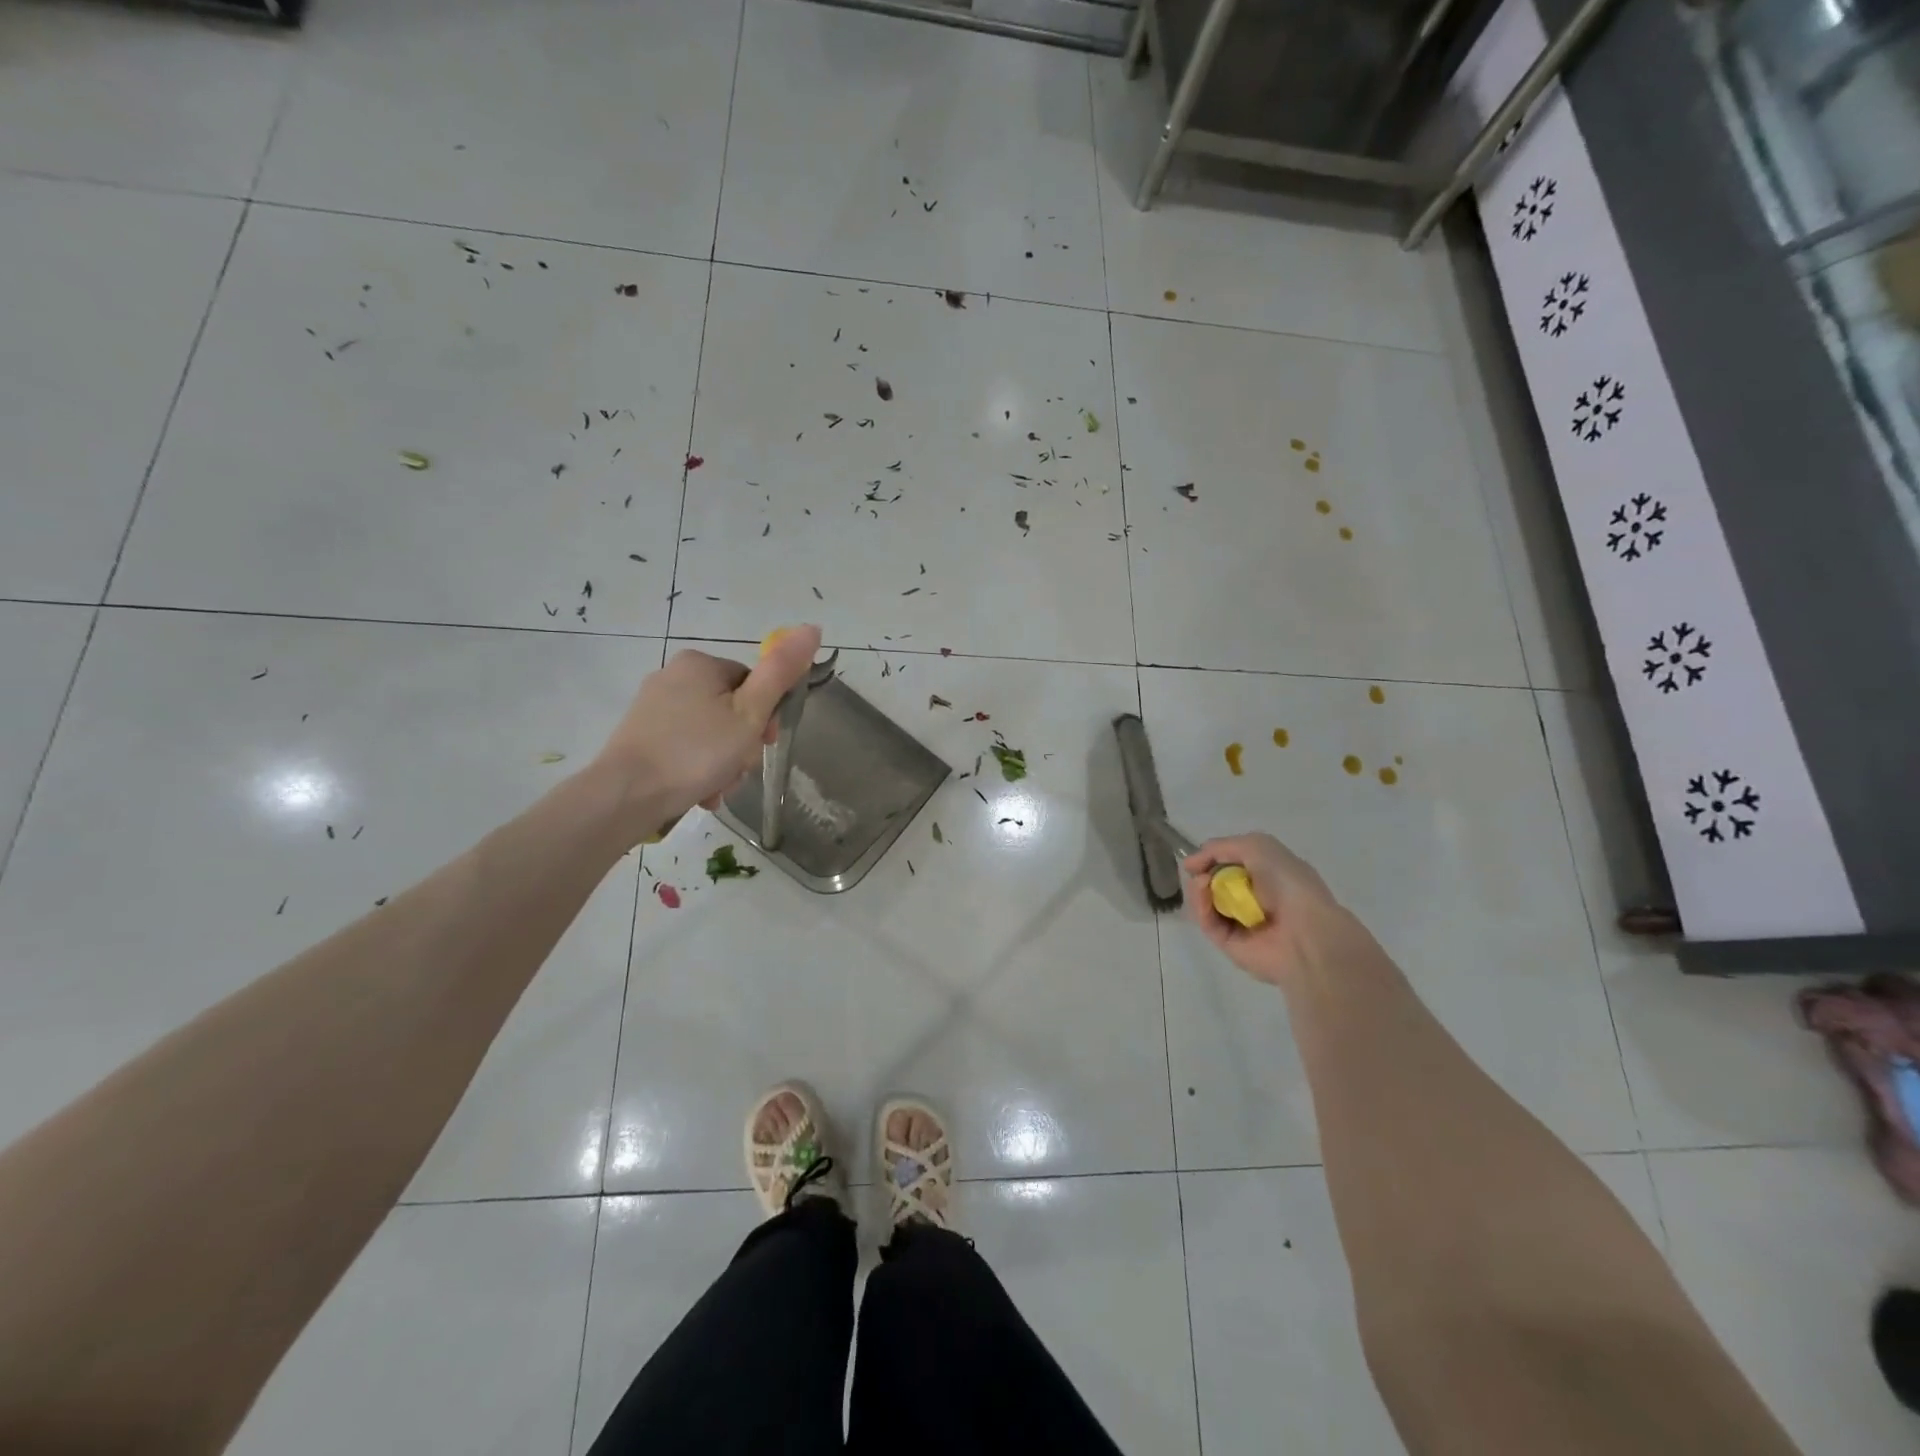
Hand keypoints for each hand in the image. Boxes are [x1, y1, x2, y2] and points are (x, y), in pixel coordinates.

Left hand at [592, 625, 822, 840]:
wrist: (627, 794)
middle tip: (738, 771)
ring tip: (717, 788)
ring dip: (723, 763)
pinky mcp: (641, 735)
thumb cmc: (697, 751)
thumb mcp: (750, 713)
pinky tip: (699, 792)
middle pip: (731, 711)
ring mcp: (653, 707)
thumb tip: (812, 628)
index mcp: (700, 663)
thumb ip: (781, 672)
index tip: (764, 744)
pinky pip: (685, 748)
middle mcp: (673, 676)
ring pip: (710, 734)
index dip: (766, 717)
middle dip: (741, 746)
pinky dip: (698, 769)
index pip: (753, 684)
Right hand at [1183, 833, 1344, 986]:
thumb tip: (1190, 863)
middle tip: (1197, 871)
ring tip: (1201, 882)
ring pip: (1206, 903)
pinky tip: (1203, 894)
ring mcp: (1241, 923)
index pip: (1230, 865)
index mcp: (1268, 876)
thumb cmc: (1288, 883)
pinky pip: (1208, 923)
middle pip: (1214, 884)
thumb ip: (1221, 847)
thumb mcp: (1258, 846)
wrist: (1307, 931)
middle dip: (1202, 874)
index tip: (1197, 859)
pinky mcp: (1230, 944)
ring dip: (1198, 889)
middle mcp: (1254, 899)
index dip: (1212, 859)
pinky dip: (1201, 907)